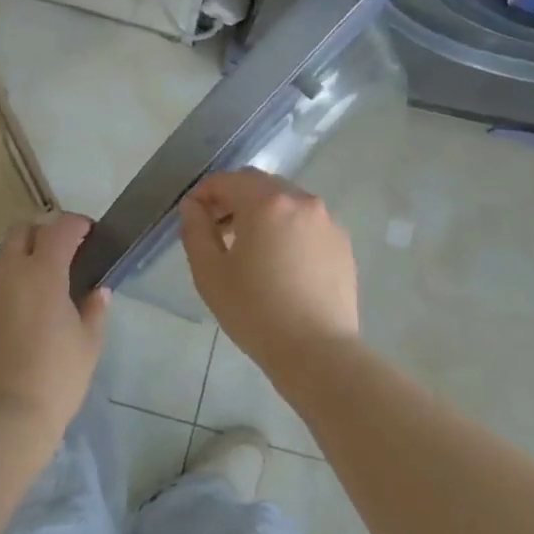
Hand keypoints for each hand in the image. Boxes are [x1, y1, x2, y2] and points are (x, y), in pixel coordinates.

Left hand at [0, 213, 108, 445]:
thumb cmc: (55, 380)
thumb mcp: (88, 345)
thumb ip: (94, 309)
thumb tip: (97, 291)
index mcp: (43, 272)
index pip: (62, 228)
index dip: (77, 225)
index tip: (85, 234)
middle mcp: (3, 271)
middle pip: (21, 232)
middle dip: (40, 238)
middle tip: (53, 262)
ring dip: (11, 272)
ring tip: (21, 304)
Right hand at [178, 169, 359, 372]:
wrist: (318, 352)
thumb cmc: (256, 312)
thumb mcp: (210, 273)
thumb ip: (196, 230)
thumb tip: (193, 207)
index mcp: (267, 202)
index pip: (227, 180)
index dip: (204, 193)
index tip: (191, 215)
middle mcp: (301, 201)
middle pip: (259, 184)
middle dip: (233, 198)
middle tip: (216, 228)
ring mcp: (326, 221)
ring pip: (285, 202)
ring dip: (261, 212)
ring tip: (247, 247)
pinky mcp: (342, 243)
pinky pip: (306, 223)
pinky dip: (287, 229)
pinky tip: (279, 263)